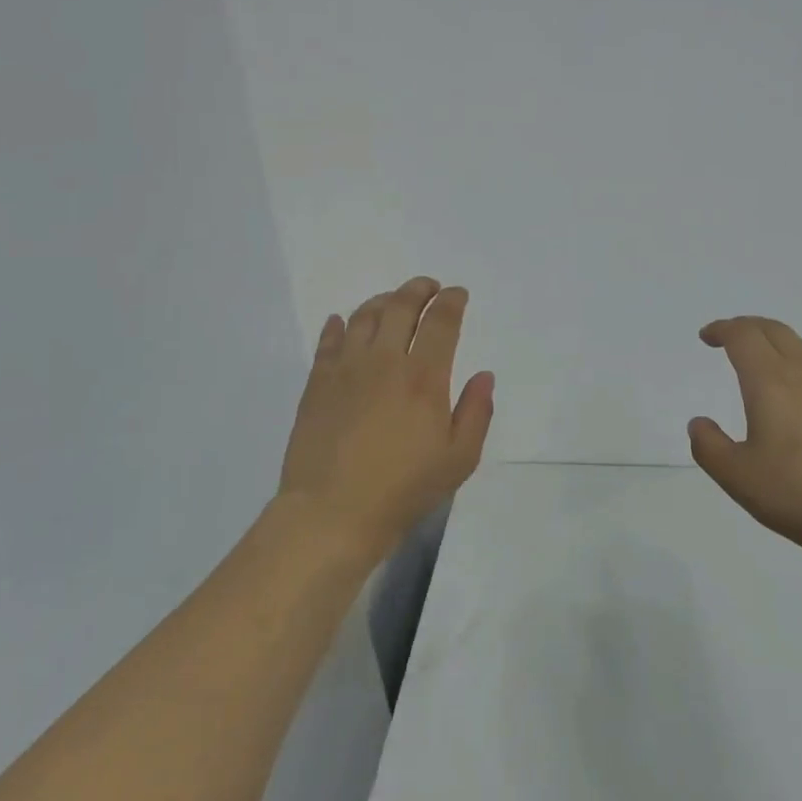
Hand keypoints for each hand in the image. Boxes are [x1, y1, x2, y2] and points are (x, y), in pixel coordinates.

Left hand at [277, 277, 494, 556]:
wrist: (332, 513)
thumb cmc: (403, 489)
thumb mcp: (459, 459)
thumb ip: (476, 412)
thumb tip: (484, 375)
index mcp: (424, 377)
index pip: (441, 322)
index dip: (452, 301)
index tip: (458, 294)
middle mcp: (385, 361)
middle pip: (401, 306)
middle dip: (419, 289)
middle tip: (429, 287)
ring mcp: (346, 368)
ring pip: (364, 316)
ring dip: (382, 300)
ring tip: (392, 301)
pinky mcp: (317, 383)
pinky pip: (328, 340)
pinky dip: (337, 325)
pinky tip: (341, 322)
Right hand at [689, 316, 801, 561]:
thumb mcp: (739, 478)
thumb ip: (710, 447)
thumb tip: (699, 423)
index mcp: (770, 381)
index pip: (743, 336)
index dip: (722, 329)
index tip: (707, 337)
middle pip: (773, 330)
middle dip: (746, 327)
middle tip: (729, 339)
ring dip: (776, 342)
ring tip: (764, 361)